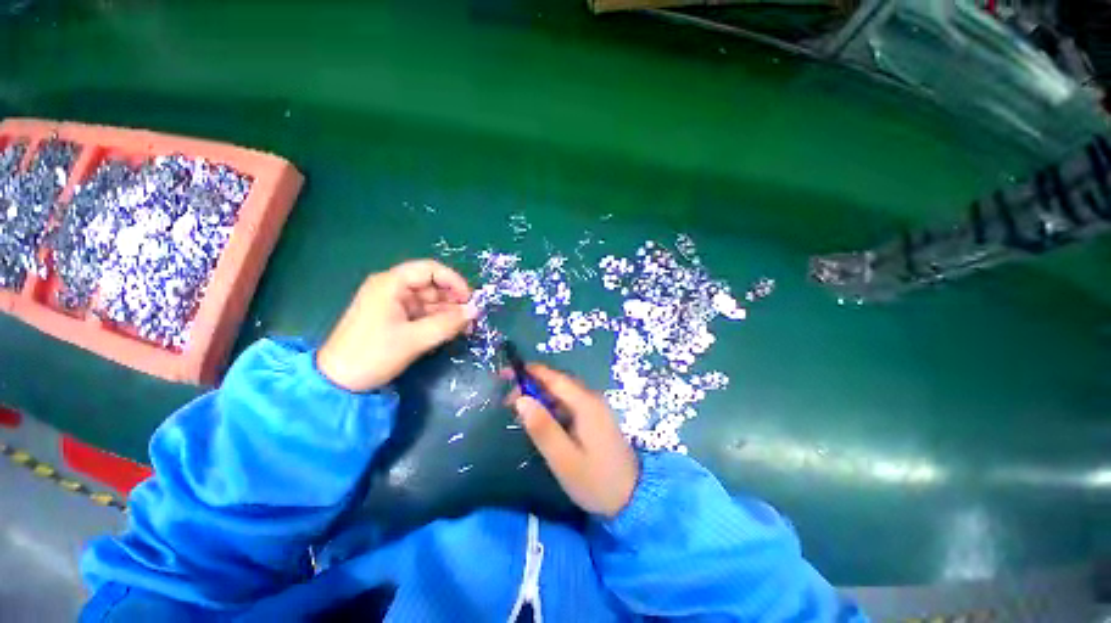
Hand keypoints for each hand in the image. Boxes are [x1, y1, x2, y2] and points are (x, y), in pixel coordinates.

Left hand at [317, 260, 475, 391]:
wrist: (338, 383)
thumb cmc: (373, 354)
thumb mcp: (415, 339)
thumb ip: (448, 323)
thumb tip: (475, 311)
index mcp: (391, 284)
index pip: (430, 269)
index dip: (453, 281)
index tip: (470, 299)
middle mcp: (392, 288)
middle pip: (431, 285)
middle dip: (453, 300)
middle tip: (471, 319)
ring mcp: (393, 303)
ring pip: (430, 301)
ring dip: (448, 313)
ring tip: (465, 328)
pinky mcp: (394, 318)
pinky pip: (422, 313)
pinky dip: (438, 320)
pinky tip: (451, 331)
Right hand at [510, 364, 639, 517]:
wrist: (633, 498)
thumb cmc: (596, 481)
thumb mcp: (564, 459)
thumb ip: (542, 428)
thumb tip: (521, 399)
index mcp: (585, 403)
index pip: (554, 378)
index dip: (529, 372)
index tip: (506, 374)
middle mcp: (591, 399)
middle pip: (557, 383)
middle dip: (531, 385)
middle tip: (506, 399)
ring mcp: (594, 408)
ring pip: (562, 394)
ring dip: (539, 396)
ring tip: (517, 409)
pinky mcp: (594, 418)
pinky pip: (568, 404)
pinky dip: (550, 407)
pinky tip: (539, 419)